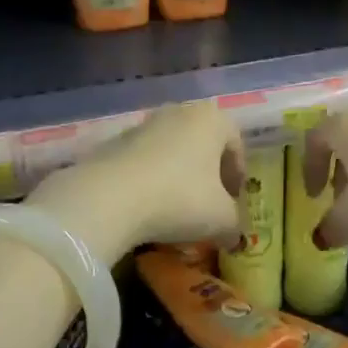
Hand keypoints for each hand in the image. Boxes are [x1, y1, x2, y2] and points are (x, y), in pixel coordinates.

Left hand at [28, 100, 245, 258]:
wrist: (109, 197)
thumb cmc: (180, 199)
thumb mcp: (221, 219)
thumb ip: (234, 224)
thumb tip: (233, 235)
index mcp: (212, 119)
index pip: (236, 143)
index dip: (238, 175)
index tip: (234, 202)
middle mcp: (179, 112)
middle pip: (203, 142)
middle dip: (208, 172)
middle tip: (208, 203)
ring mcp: (144, 124)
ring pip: (172, 149)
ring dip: (178, 174)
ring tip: (175, 208)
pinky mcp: (114, 141)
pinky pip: (144, 160)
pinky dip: (150, 178)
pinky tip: (146, 206)